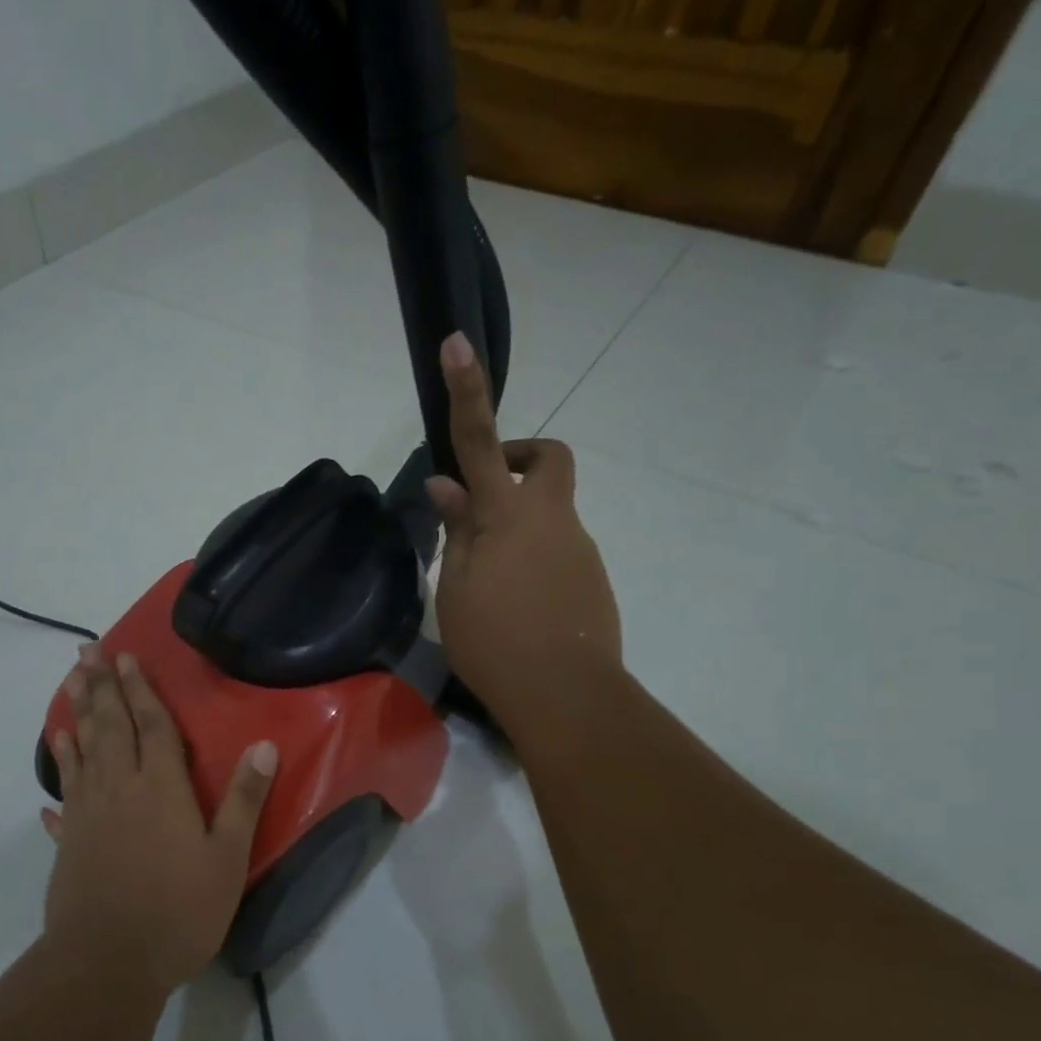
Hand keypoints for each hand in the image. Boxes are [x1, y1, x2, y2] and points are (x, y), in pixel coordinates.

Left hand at [40, 646, 276, 993]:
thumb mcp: (227, 858)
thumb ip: (243, 799)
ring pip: (82, 750)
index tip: (125, 657)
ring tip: (69, 682)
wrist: (108, 963)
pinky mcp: (70, 841)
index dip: (140, 689)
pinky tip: (56, 754)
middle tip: (85, 650)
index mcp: (160, 788)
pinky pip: (65, 793)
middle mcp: (119, 789)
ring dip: (77, 712)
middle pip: (109, 726)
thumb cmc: (178, 911)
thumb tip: (264, 745)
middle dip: (100, 685)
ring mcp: (88, 814)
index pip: (151, 726)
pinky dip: (60, 768)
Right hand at [425, 332, 621, 729]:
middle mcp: (552, 519)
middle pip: (550, 459)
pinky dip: (534, 559)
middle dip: (521, 458)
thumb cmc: (494, 642)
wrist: (566, 696)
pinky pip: (560, 549)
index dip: (468, 392)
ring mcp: (579, 547)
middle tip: (484, 500)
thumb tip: (447, 488)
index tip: (457, 345)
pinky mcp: (593, 577)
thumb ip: (455, 532)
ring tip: (489, 583)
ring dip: (519, 525)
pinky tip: (517, 607)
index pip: (481, 442)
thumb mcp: (455, 588)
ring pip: (551, 512)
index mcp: (507, 516)